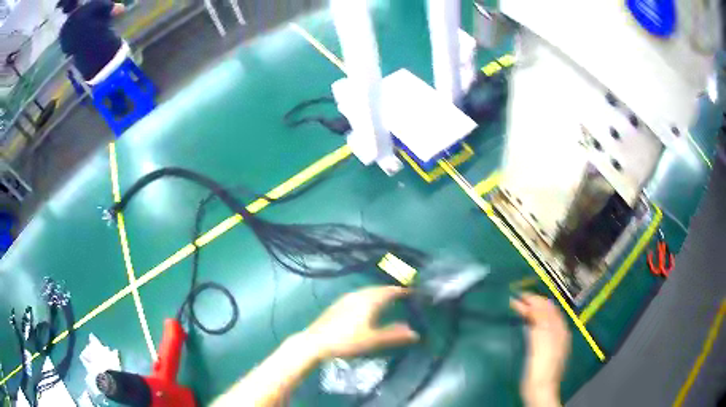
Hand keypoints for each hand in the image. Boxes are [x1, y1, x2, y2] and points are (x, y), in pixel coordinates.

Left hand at [302, 286, 418, 359]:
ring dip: (378, 293)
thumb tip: (415, 333)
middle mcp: (358, 295)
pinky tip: (366, 305)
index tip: (412, 291)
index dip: (401, 290)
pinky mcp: (338, 304)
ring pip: (367, 291)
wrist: (315, 342)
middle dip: (390, 290)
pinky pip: (358, 295)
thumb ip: (394, 336)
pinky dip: (368, 296)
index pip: (388, 291)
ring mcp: (346, 299)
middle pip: (377, 289)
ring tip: (386, 298)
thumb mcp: (373, 340)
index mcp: (369, 301)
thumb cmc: (346, 341)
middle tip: (401, 294)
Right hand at [511, 294, 569, 406]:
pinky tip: (527, 324)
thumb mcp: (541, 341)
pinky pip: (540, 329)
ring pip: (544, 320)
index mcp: (559, 328)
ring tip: (521, 308)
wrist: (541, 388)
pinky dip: (533, 322)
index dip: (534, 299)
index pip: (547, 307)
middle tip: (518, 299)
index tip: (520, 295)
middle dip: (533, 303)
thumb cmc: (541, 366)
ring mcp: (552, 341)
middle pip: (547, 312)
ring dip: (533, 312)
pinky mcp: (545, 350)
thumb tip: (534, 304)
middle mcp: (558, 332)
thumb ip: (540, 322)